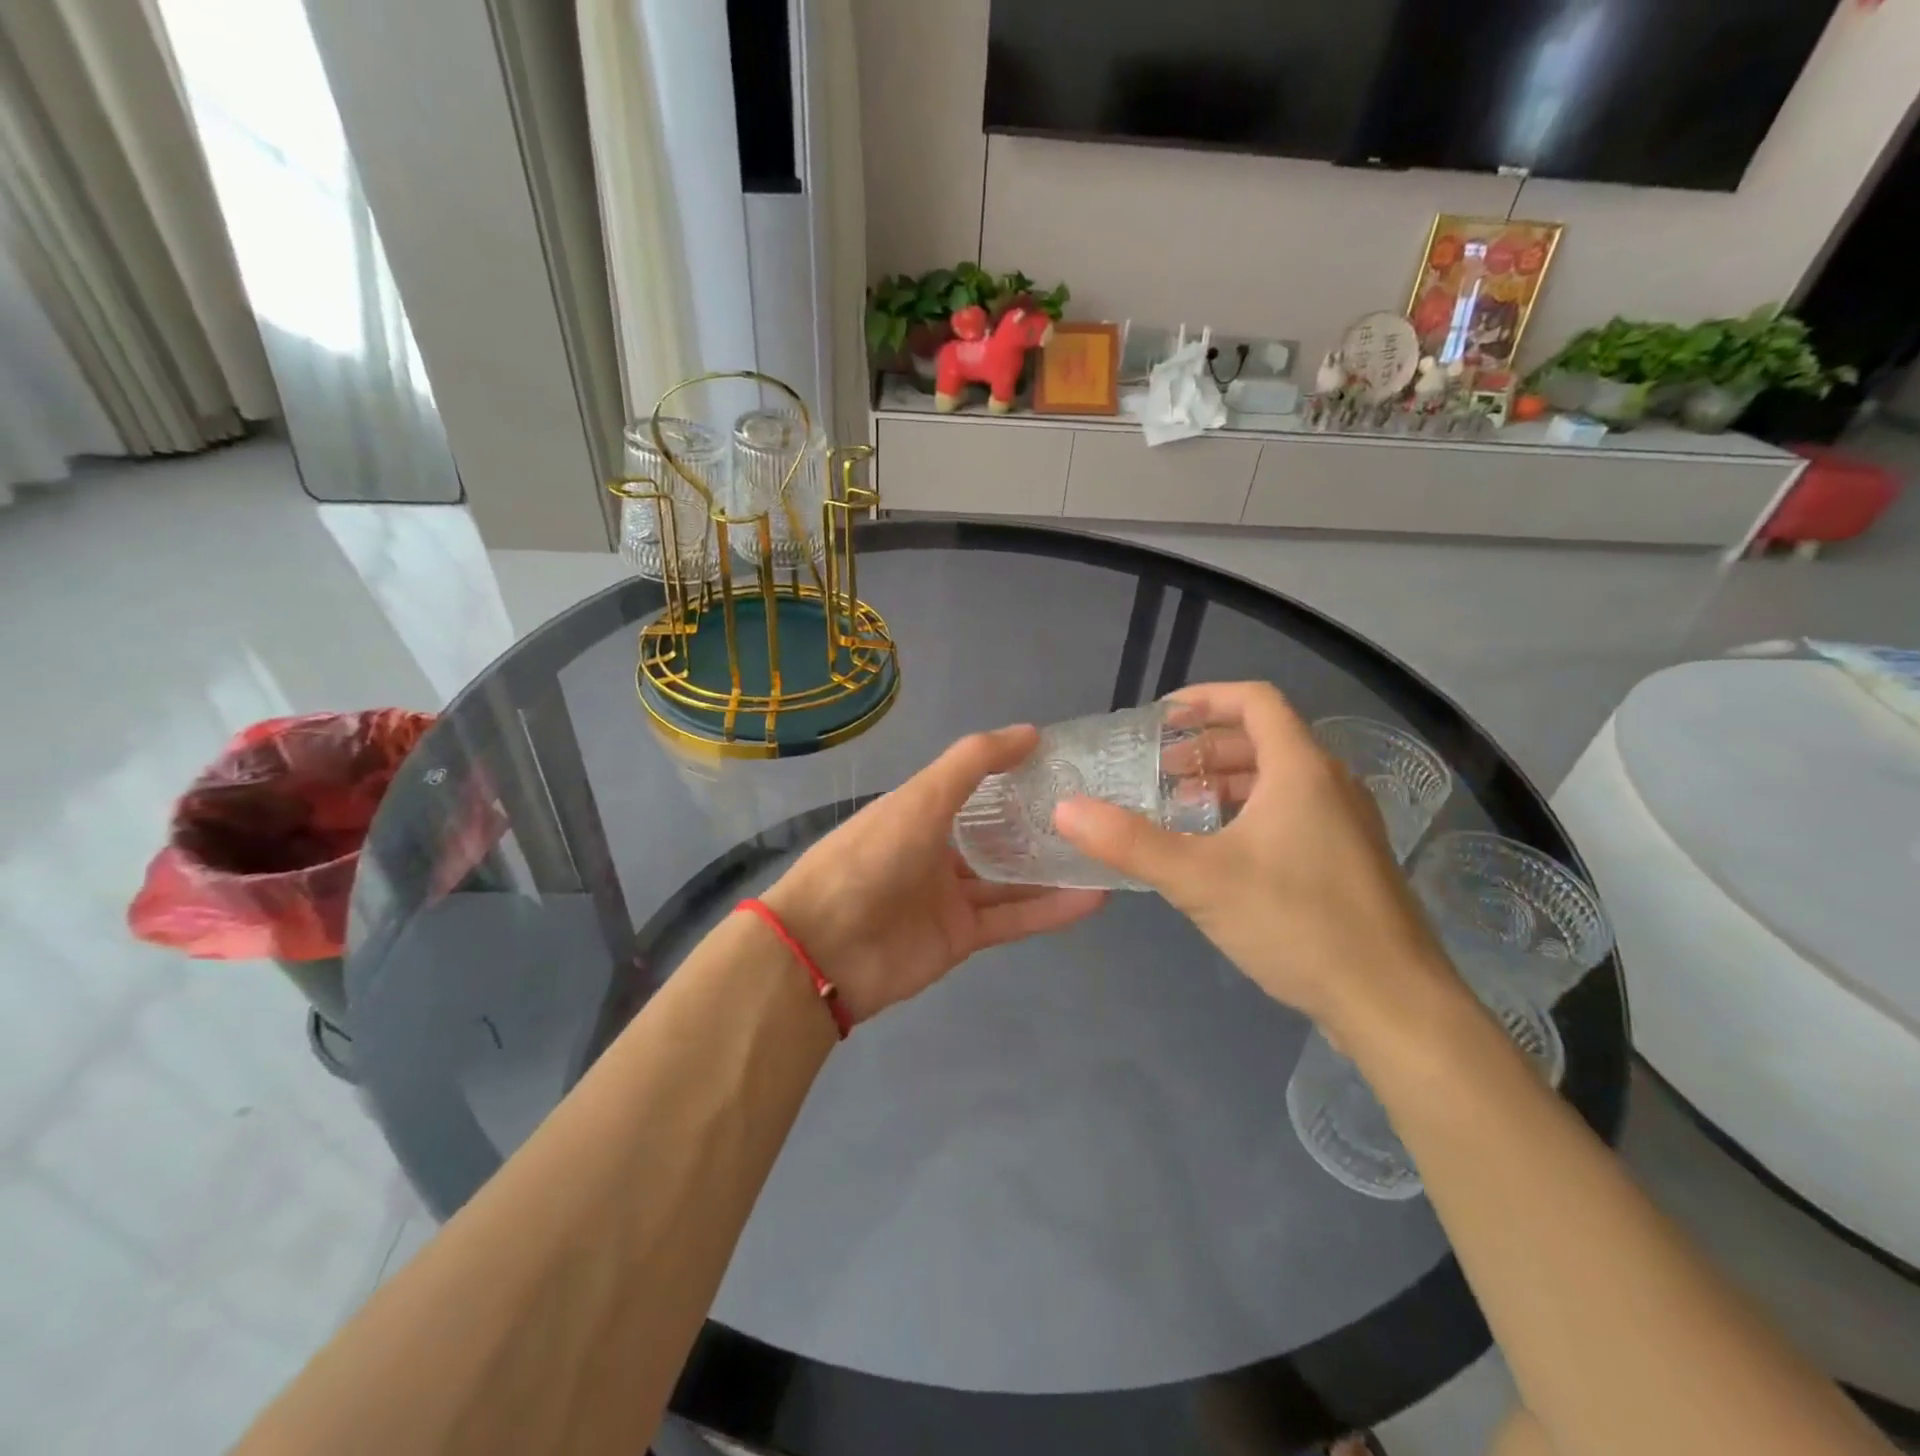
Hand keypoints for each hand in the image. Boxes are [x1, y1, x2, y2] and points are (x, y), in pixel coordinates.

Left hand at [763, 725, 1105, 1024]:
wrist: (825, 948)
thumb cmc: (871, 857)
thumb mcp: (921, 797)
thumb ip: (973, 762)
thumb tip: (1031, 732)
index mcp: (921, 810)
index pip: (979, 786)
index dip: (1018, 774)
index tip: (1068, 765)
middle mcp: (937, 849)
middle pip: (999, 834)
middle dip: (1043, 825)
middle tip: (1099, 813)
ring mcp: (949, 896)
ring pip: (1012, 879)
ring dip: (1056, 869)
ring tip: (1107, 854)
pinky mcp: (962, 937)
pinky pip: (1013, 918)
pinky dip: (1051, 910)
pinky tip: (1094, 898)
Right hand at [1053, 682, 1456, 1037]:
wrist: (1394, 1004)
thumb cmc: (1296, 923)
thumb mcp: (1199, 879)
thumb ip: (1129, 841)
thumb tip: (1066, 809)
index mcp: (1301, 769)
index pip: (1254, 701)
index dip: (1205, 698)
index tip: (1160, 719)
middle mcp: (1330, 783)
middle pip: (1264, 739)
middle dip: (1205, 747)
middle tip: (1158, 771)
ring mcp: (1346, 823)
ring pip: (1278, 779)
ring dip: (1226, 782)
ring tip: (1180, 808)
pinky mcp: (1349, 860)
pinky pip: (1293, 812)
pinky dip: (1250, 813)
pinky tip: (1221, 852)